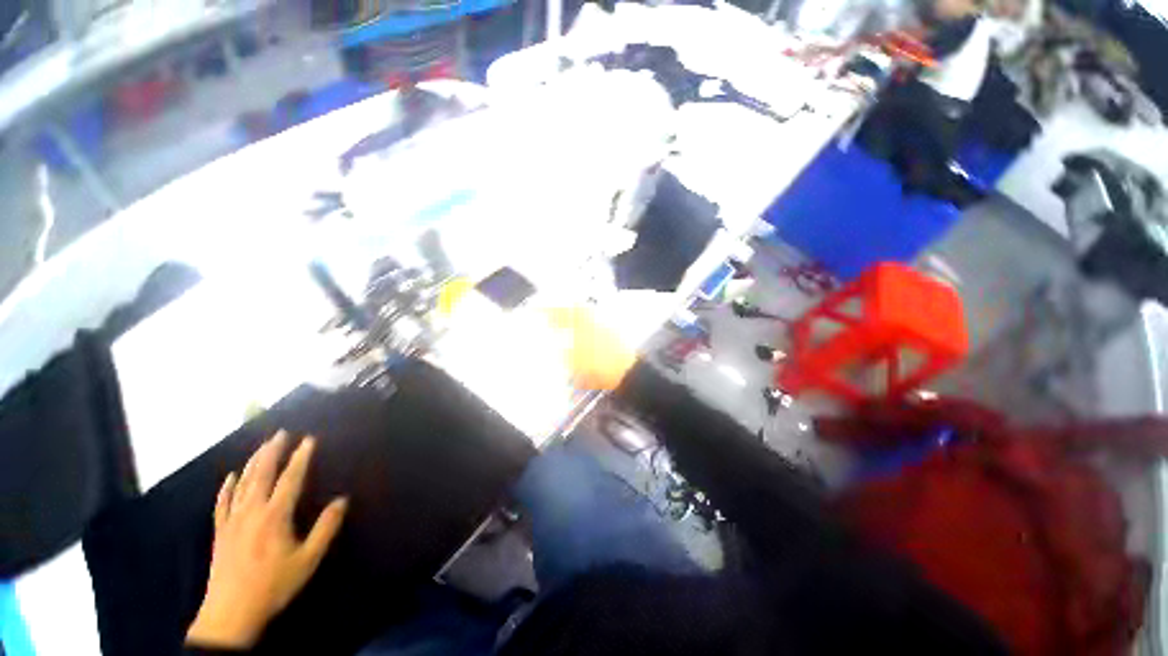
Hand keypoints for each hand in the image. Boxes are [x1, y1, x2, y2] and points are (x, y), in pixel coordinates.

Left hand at [186, 432, 347, 648]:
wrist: (231, 613)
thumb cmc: (273, 585)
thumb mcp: (308, 560)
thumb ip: (326, 528)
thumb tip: (342, 500)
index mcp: (275, 516)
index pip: (291, 479)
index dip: (301, 457)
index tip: (309, 439)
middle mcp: (252, 511)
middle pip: (262, 474)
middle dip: (272, 451)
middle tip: (281, 433)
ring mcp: (232, 521)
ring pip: (242, 484)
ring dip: (253, 462)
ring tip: (262, 446)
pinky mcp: (220, 532)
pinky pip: (222, 503)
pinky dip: (227, 488)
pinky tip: (231, 476)